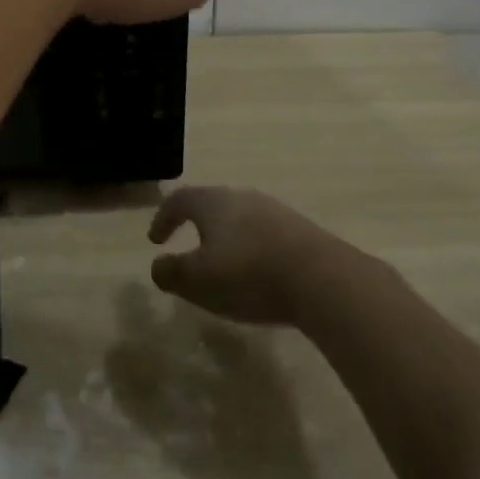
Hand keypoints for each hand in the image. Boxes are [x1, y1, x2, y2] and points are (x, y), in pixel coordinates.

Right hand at [147, 186, 343, 325]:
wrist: (323, 279)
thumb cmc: (248, 275)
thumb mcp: (197, 281)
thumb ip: (171, 272)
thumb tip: (158, 266)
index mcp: (212, 202)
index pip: (179, 200)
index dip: (163, 218)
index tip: (156, 240)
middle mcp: (243, 197)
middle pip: (212, 204)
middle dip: (197, 224)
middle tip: (189, 246)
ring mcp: (276, 211)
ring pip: (241, 218)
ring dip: (227, 237)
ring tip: (224, 264)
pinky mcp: (302, 231)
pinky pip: (266, 234)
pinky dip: (253, 249)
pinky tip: (258, 273)